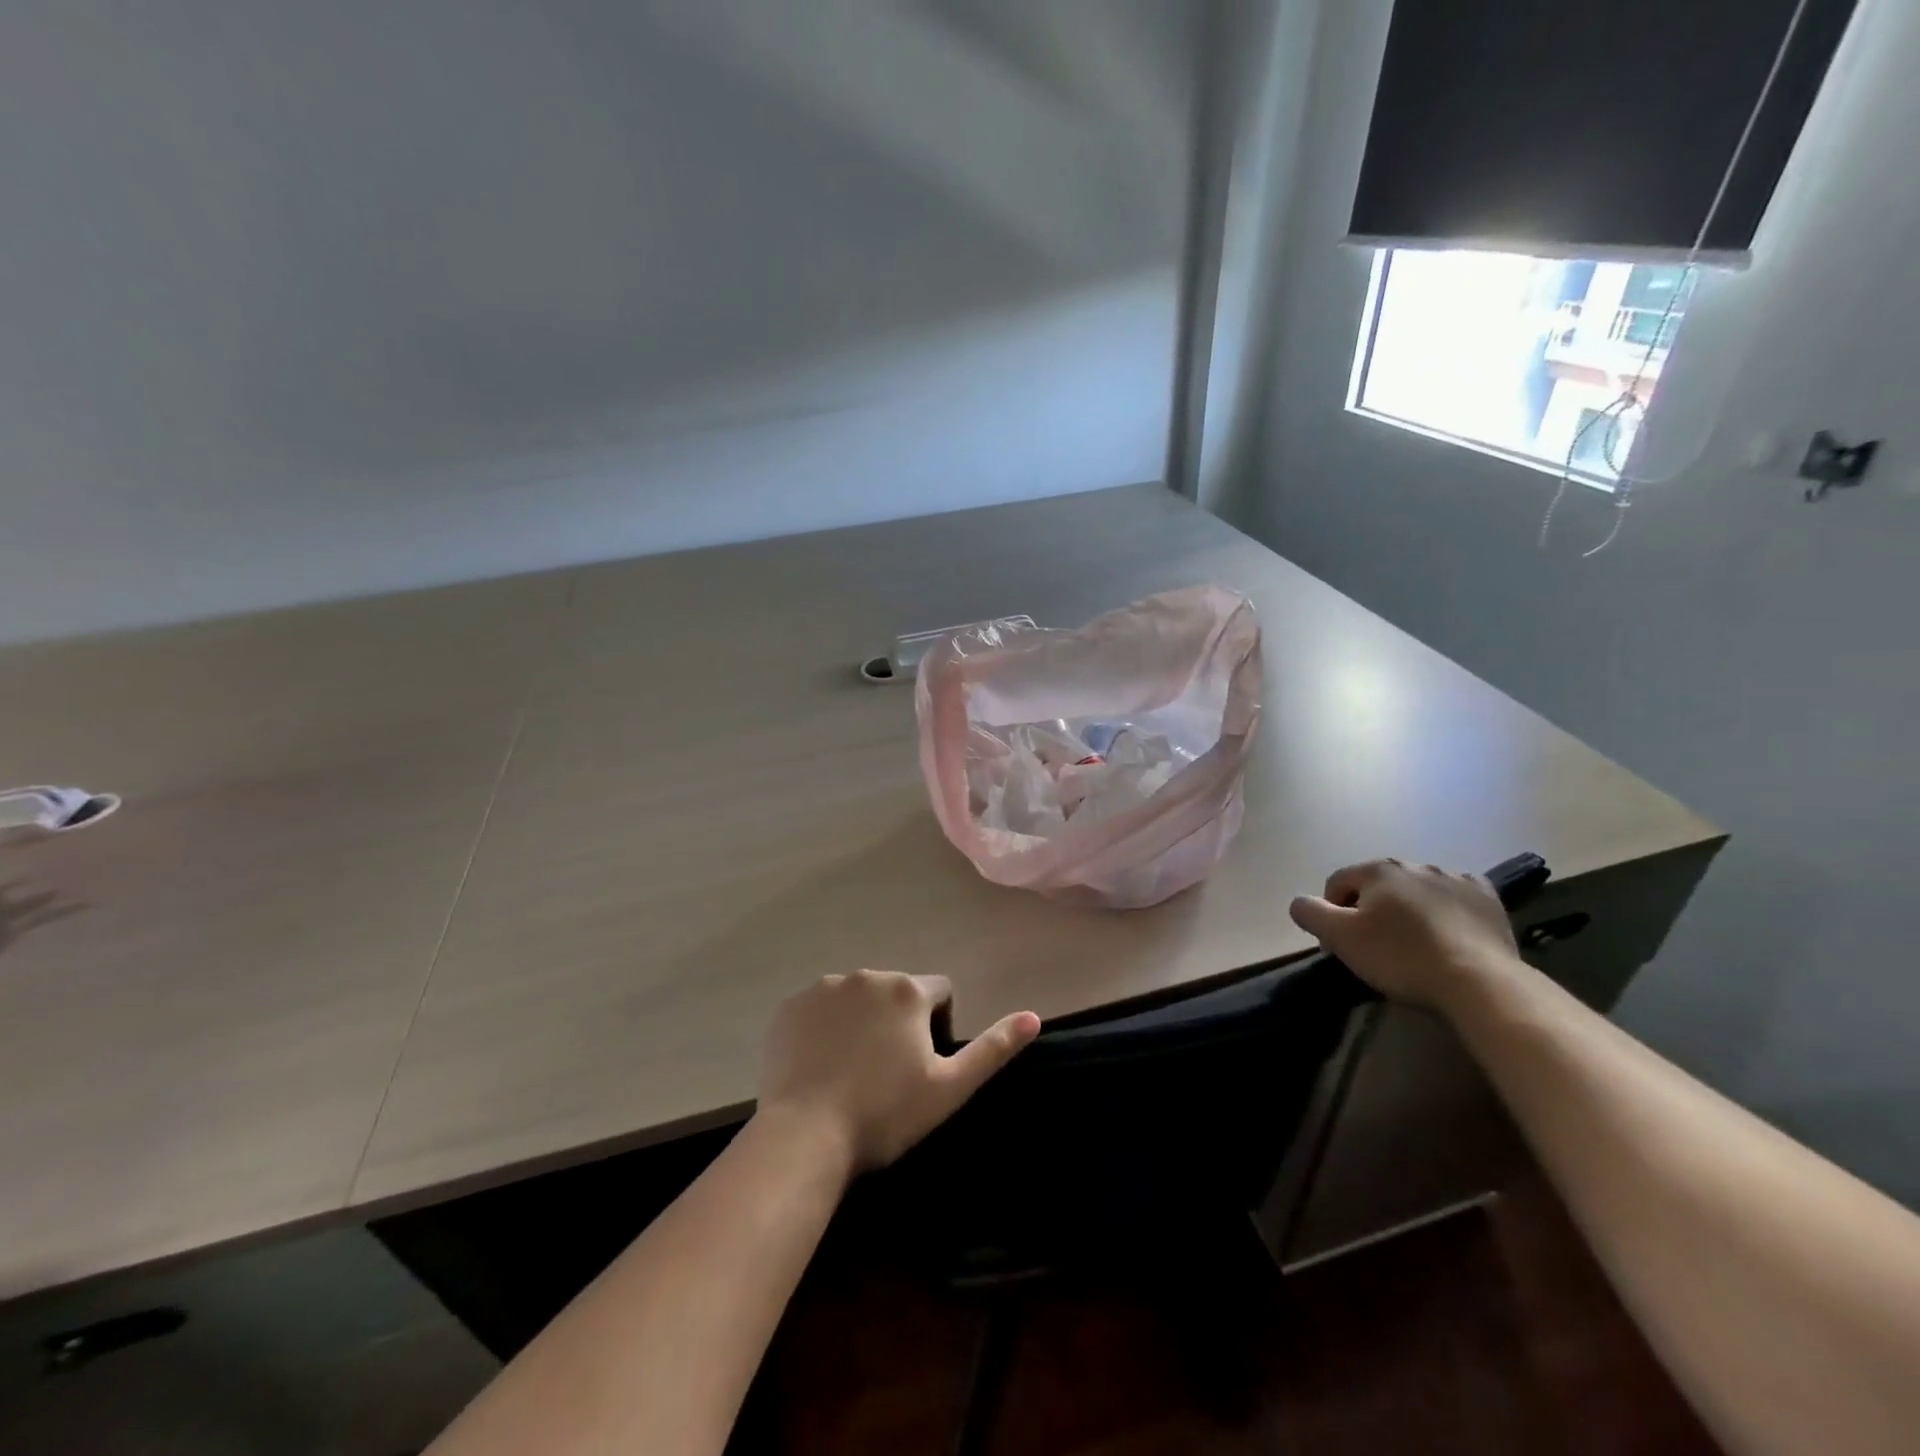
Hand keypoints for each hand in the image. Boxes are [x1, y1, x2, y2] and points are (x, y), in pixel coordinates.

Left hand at [757, 970, 1040, 1172]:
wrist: (803, 1137)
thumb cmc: (884, 1114)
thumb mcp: (949, 1088)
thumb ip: (993, 1049)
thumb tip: (1033, 1017)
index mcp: (907, 990)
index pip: (940, 991)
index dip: (940, 1025)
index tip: (924, 1065)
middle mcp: (866, 975)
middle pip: (896, 992)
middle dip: (899, 1021)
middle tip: (888, 1074)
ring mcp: (822, 988)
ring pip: (856, 998)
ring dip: (862, 1022)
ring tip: (851, 1072)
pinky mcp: (789, 1007)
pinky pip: (818, 1009)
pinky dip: (824, 1028)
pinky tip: (819, 1067)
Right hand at [1289, 859, 1521, 1009]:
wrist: (1480, 983)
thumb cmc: (1401, 957)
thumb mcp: (1340, 937)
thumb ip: (1309, 912)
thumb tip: (1301, 903)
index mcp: (1378, 870)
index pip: (1338, 883)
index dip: (1332, 914)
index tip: (1341, 946)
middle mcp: (1415, 864)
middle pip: (1378, 886)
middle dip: (1371, 910)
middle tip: (1375, 948)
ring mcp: (1456, 879)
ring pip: (1417, 891)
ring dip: (1408, 910)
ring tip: (1414, 945)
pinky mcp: (1488, 900)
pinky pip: (1455, 899)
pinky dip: (1446, 911)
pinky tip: (1448, 935)